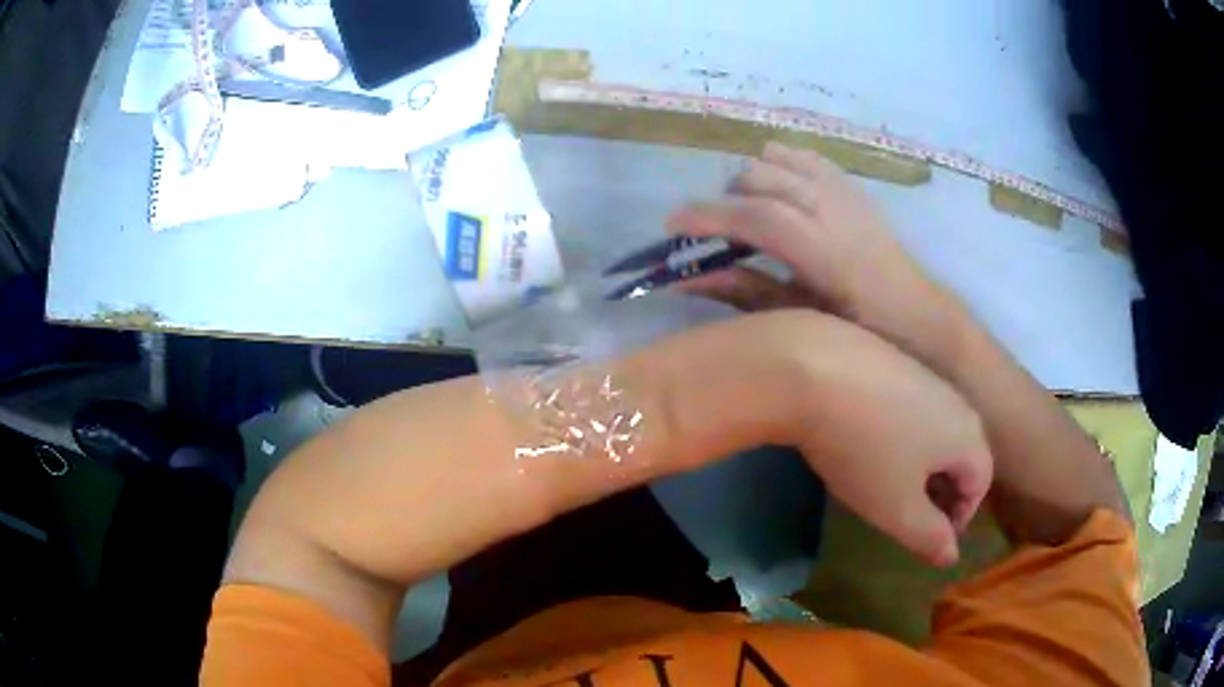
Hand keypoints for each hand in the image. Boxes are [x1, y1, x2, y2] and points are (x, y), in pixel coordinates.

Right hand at [667, 142, 948, 332]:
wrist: (918, 315)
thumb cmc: (860, 332)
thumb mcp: (800, 320)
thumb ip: (744, 293)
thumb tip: (685, 280)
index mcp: (825, 253)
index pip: (756, 217)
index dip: (707, 215)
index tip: (670, 224)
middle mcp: (833, 209)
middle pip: (761, 177)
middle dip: (724, 198)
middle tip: (712, 232)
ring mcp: (844, 190)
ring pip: (778, 158)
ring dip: (750, 179)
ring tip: (747, 212)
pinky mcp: (850, 184)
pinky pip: (803, 155)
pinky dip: (777, 163)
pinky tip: (774, 188)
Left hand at [749, 311, 991, 566]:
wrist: (812, 370)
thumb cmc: (865, 451)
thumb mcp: (898, 509)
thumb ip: (930, 536)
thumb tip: (952, 555)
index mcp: (968, 433)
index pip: (981, 482)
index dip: (960, 516)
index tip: (930, 536)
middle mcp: (953, 397)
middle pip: (961, 452)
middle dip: (942, 489)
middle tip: (910, 514)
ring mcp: (920, 372)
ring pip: (933, 427)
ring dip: (919, 461)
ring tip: (886, 483)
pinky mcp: (888, 357)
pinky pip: (906, 405)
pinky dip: (897, 432)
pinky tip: (865, 441)